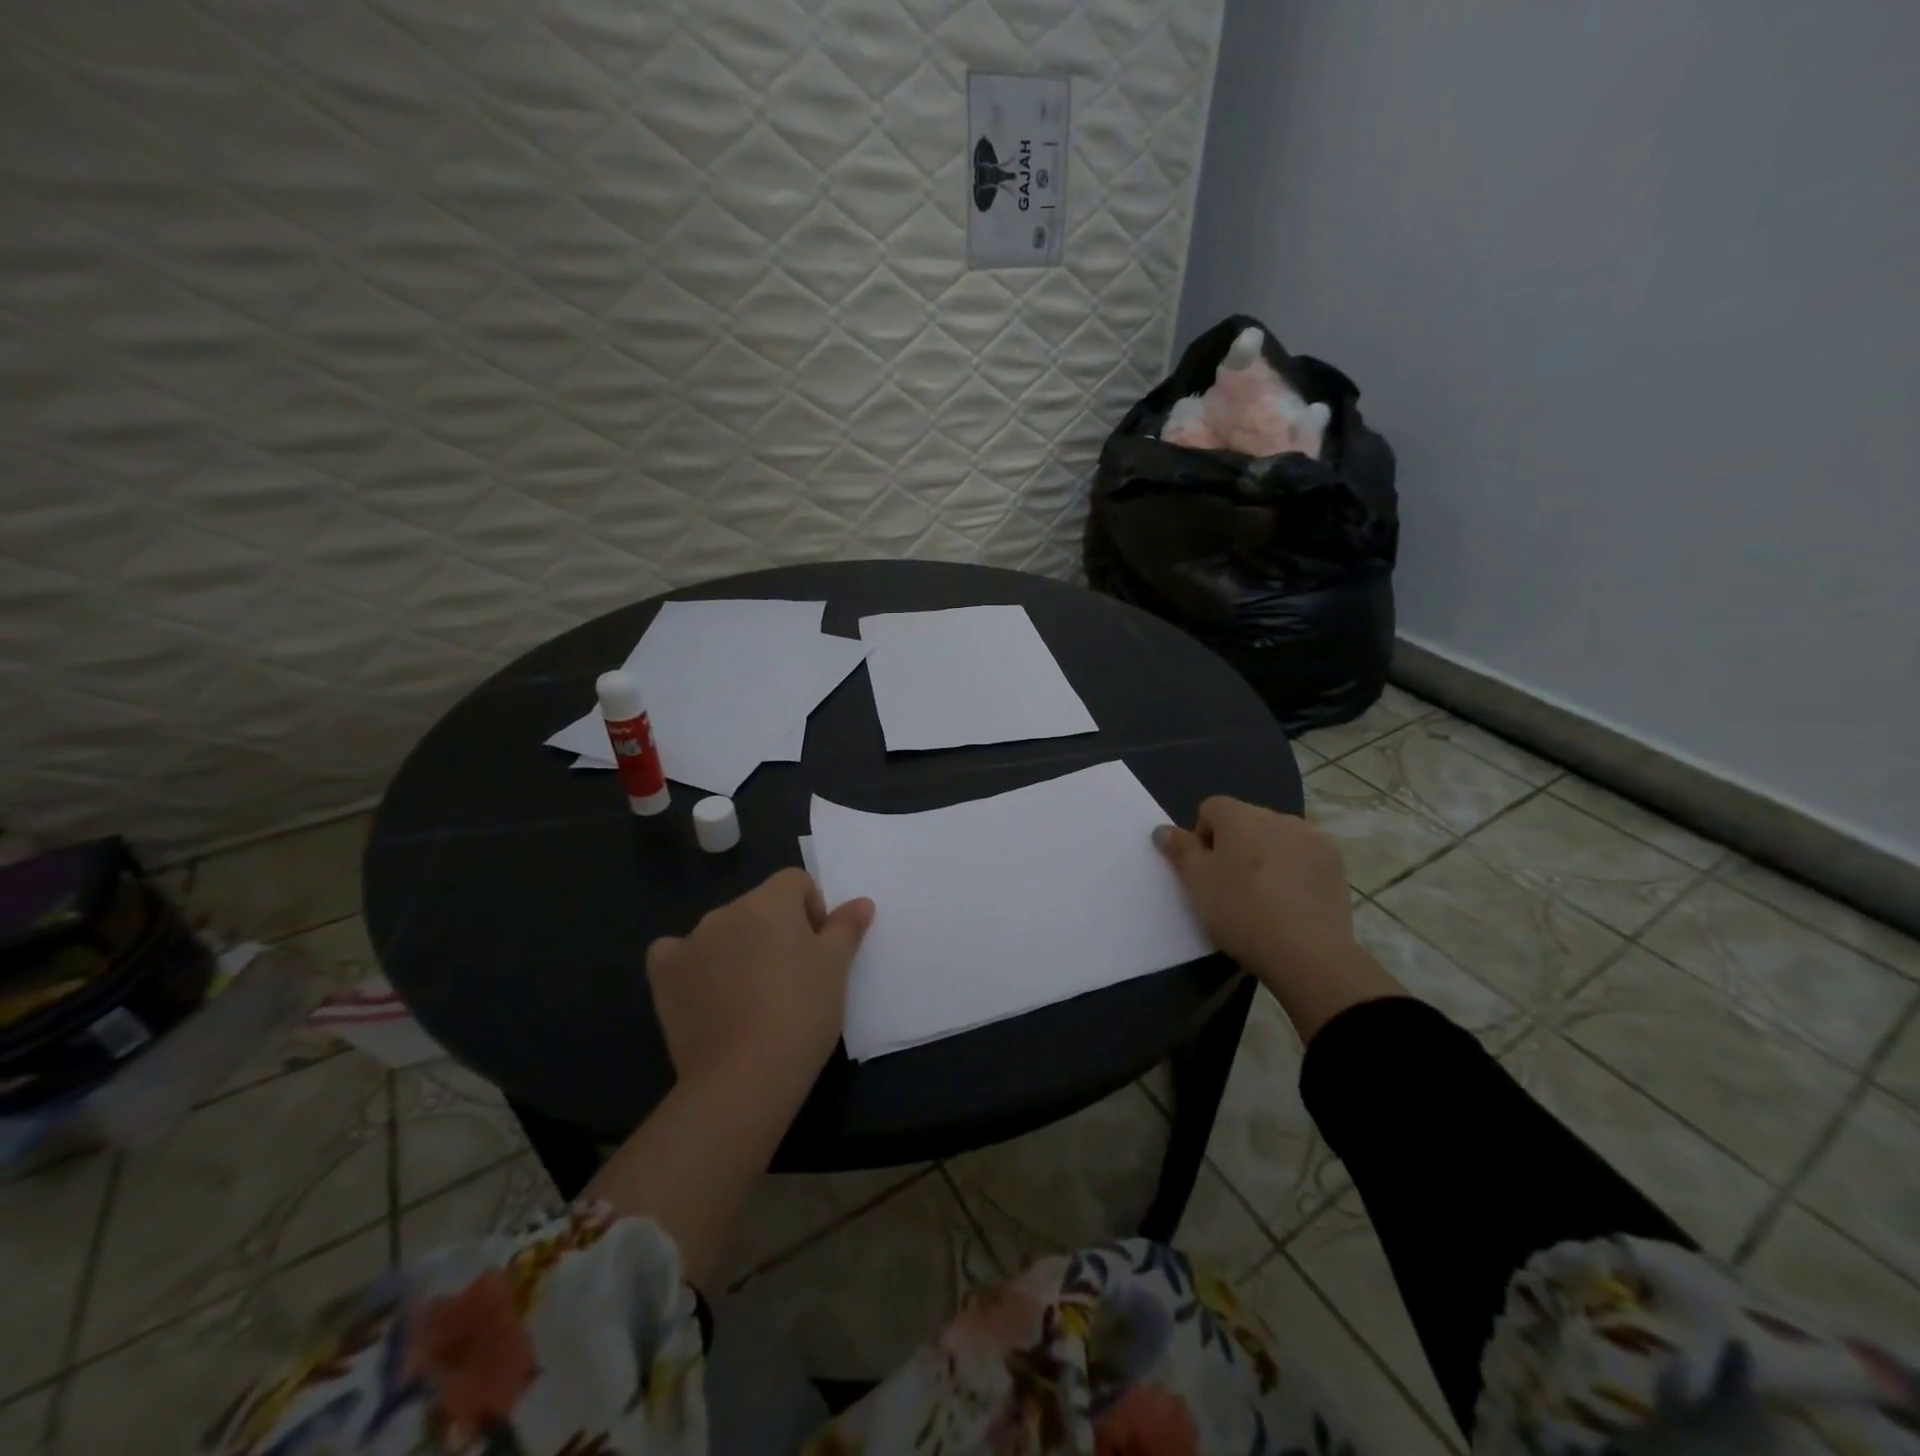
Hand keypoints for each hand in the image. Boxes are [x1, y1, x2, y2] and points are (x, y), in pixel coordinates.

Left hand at [645, 869, 873, 1091]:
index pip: (795, 881)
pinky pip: (676, 954)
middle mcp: (726, 911)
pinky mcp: (664, 976)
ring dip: (739, 947)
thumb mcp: (836, 968)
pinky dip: (692, 965)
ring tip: (752, 996)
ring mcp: (690, 942)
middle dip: (776, 930)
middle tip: (791, 976)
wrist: (745, 1075)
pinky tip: (704, 992)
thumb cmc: (802, 1011)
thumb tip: (861, 902)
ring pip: (722, 931)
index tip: (818, 948)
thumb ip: (846, 927)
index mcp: (769, 902)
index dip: (812, 908)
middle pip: (758, 906)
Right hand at [1155, 797, 1402, 1039]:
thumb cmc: (1241, 912)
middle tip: (1231, 887)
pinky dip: (1292, 870)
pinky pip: (1302, 856)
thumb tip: (1163, 829)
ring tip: (1263, 896)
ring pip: (1276, 838)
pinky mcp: (1335, 864)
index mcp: (1241, 816)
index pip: (1211, 808)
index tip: (1205, 873)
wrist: (1307, 954)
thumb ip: (1179, 850)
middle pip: (1245, 821)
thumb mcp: (1196, 883)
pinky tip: (1290, 902)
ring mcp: (1312, 839)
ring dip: (1265, 856)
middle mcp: (1278, 817)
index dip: (1202, 837)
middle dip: (1234, 845)